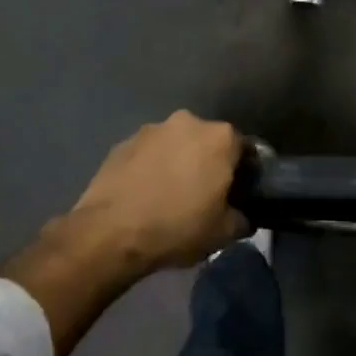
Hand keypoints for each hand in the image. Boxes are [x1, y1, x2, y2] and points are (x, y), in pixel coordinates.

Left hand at [66, 111, 247, 275]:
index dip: (244, 171)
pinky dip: (150, 167)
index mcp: (220, 138)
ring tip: (170, 193)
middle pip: (207, 141)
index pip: (244, 149)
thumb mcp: (223, 233)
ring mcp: (151, 129)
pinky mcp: (122, 142)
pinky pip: (147, 153)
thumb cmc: (177, 227)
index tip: (239, 192)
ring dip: (177, 161)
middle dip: (208, 162)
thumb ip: (242, 218)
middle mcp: (188, 122)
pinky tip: (145, 193)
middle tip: (204, 193)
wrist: (111, 232)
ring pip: (175, 144)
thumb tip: (242, 216)